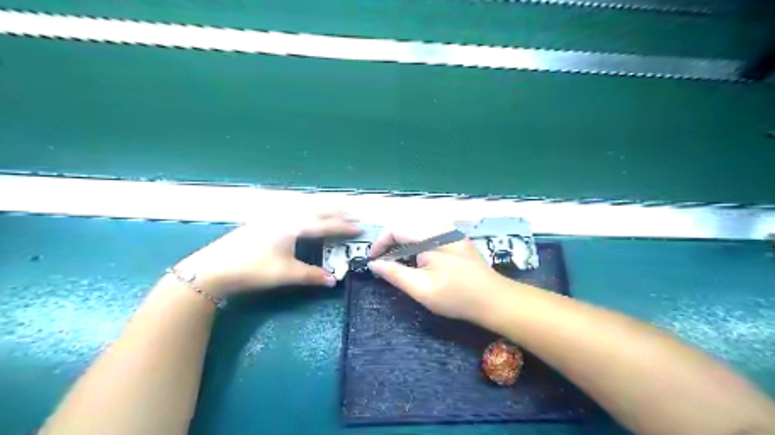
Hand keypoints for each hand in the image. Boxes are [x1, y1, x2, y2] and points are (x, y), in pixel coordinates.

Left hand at [172, 213, 359, 296]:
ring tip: (333, 211)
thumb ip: (312, 275)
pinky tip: (304, 215)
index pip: (325, 224)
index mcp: (294, 227)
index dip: (343, 226)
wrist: (213, 268)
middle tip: (352, 213)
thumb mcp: (285, 274)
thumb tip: (334, 280)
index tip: (359, 227)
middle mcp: (286, 216)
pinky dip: (307, 210)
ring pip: (303, 207)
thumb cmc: (253, 269)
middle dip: (335, 211)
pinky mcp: (264, 221)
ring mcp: (273, 217)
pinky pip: (293, 210)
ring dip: (321, 208)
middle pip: (316, 209)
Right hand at [369, 224, 510, 322]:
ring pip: (417, 230)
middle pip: (406, 227)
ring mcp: (452, 231)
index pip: (396, 229)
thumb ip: (394, 274)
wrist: (494, 299)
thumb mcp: (421, 288)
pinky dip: (417, 245)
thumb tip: (374, 264)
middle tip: (384, 264)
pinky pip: (430, 234)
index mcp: (432, 235)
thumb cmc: (456, 296)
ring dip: (404, 244)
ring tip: (399, 263)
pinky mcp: (457, 238)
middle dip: (391, 244)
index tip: (373, 261)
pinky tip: (419, 261)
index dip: (380, 243)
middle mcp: (442, 227)